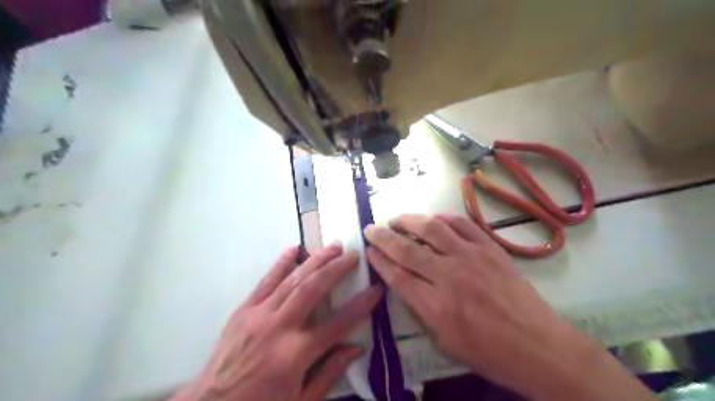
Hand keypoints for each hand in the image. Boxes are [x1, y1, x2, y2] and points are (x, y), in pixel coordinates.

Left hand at [171, 243, 382, 400]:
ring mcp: (259, 315)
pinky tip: (293, 249)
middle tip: (353, 254)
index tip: (376, 289)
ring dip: (315, 260)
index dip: (361, 305)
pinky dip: (281, 263)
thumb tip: (356, 347)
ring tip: (332, 246)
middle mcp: (279, 327)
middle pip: (313, 289)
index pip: (338, 323)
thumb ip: (330, 373)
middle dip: (336, 268)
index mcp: (296, 354)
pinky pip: (265, 281)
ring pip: (292, 279)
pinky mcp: (244, 310)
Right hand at [365, 214, 651, 400]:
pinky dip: (443, 218)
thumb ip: (420, 311)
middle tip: (371, 229)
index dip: (379, 260)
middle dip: (383, 237)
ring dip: (409, 220)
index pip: (397, 275)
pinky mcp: (490, 248)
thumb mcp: (444, 343)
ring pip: (431, 229)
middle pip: (406, 249)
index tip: (369, 251)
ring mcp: (471, 257)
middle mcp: (449, 276)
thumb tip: (404, 284)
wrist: (538, 346)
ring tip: (397, 219)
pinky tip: (433, 219)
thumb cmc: (489, 352)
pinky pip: (462, 224)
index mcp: (435, 306)